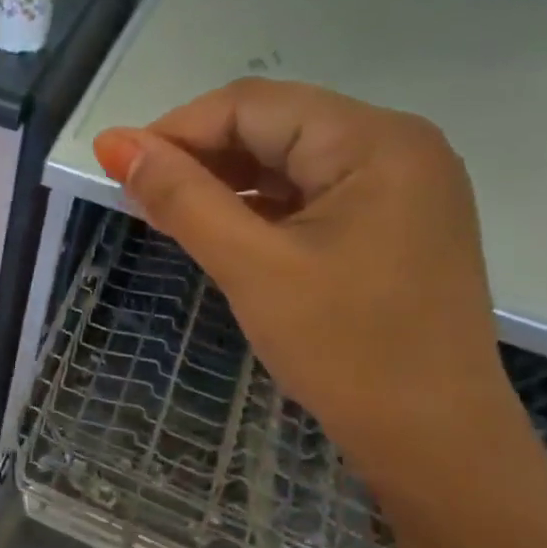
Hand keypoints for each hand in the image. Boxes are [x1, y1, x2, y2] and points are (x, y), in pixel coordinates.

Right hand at [93, 79, 532, 492]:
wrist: (434, 441)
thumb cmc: (345, 349)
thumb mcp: (250, 266)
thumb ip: (181, 197)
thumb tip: (113, 144)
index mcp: (374, 141)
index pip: (251, 106)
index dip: (176, 130)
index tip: (118, 168)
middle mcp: (395, 145)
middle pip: (271, 125)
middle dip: (199, 156)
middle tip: (138, 197)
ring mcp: (399, 185)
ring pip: (286, 159)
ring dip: (223, 181)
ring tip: (168, 214)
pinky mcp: (390, 221)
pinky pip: (307, 192)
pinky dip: (256, 205)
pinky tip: (219, 229)